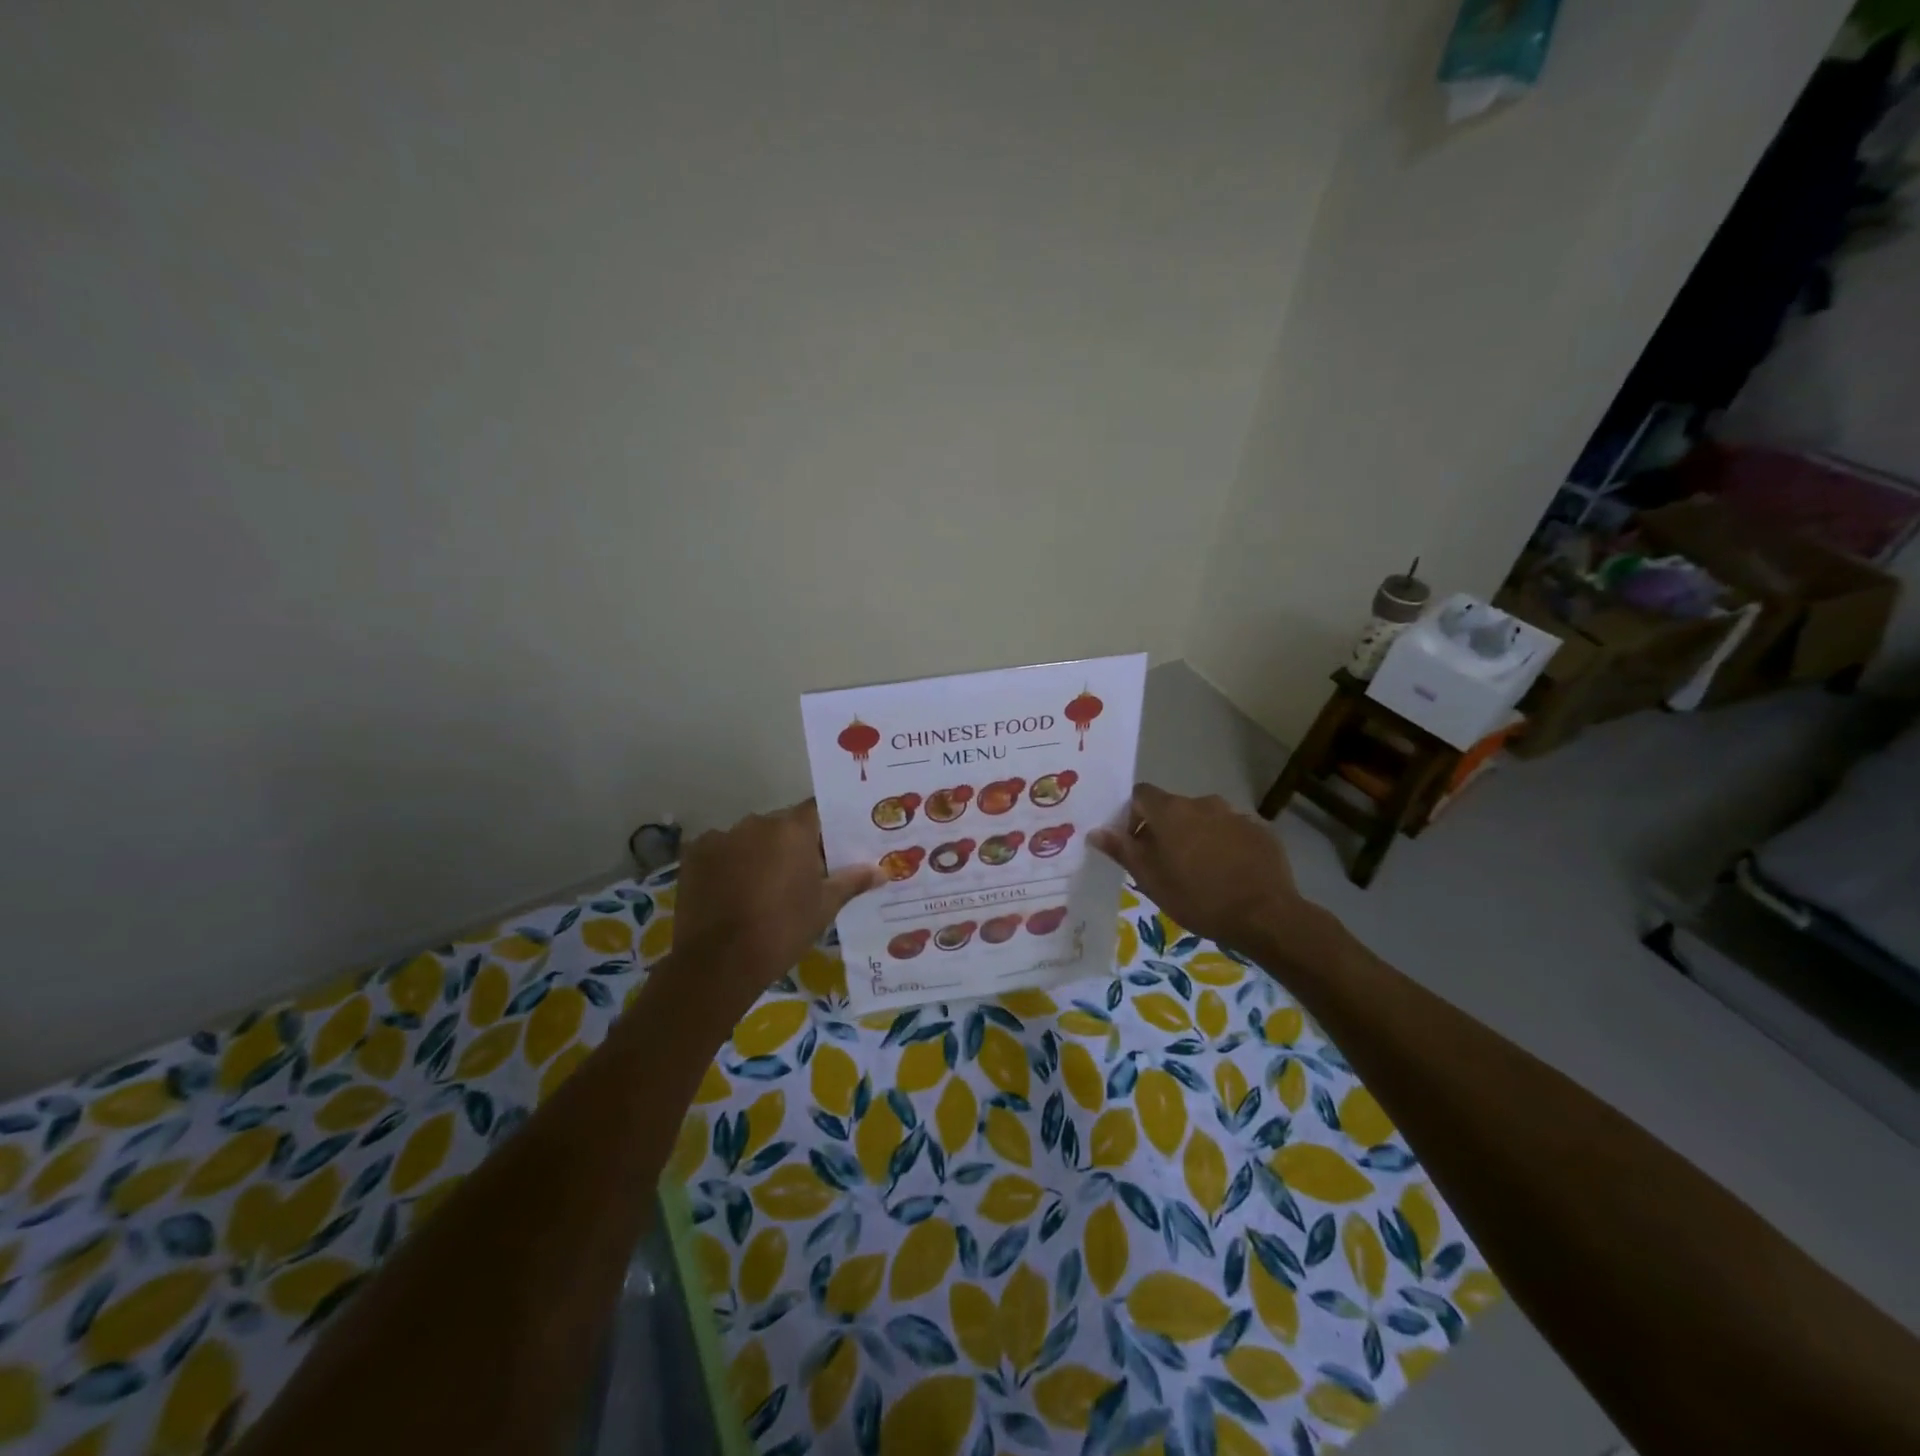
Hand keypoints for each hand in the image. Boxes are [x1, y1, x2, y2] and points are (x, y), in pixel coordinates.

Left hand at [673, 801, 885, 1004]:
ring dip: (759, 853)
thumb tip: (883, 871)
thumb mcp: (824, 907)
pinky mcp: (695, 854)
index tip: (833, 846)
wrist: (719, 963)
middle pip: (782, 824)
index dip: (826, 827)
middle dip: (792, 844)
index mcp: (793, 829)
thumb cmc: (782, 930)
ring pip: (750, 838)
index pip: (817, 810)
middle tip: (802, 874)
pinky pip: (721, 851)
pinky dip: (729, 864)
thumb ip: (852, 881)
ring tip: (763, 888)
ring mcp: (722, 836)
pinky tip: (732, 892)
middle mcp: (757, 822)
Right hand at [1089, 784, 1310, 952]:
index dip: (1133, 816)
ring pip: (1204, 819)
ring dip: (1196, 836)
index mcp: (1170, 811)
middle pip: (1173, 808)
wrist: (1264, 915)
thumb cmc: (1197, 898)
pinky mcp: (1260, 830)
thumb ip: (1122, 850)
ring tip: (1201, 871)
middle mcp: (1202, 802)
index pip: (1141, 795)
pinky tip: (1229, 873)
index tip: (1136, 844)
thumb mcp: (1150, 879)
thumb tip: (1096, 831)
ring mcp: (1235, 814)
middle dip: (1165, 829)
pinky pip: (1232, 831)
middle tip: (1167, 864)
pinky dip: (1225, 845)